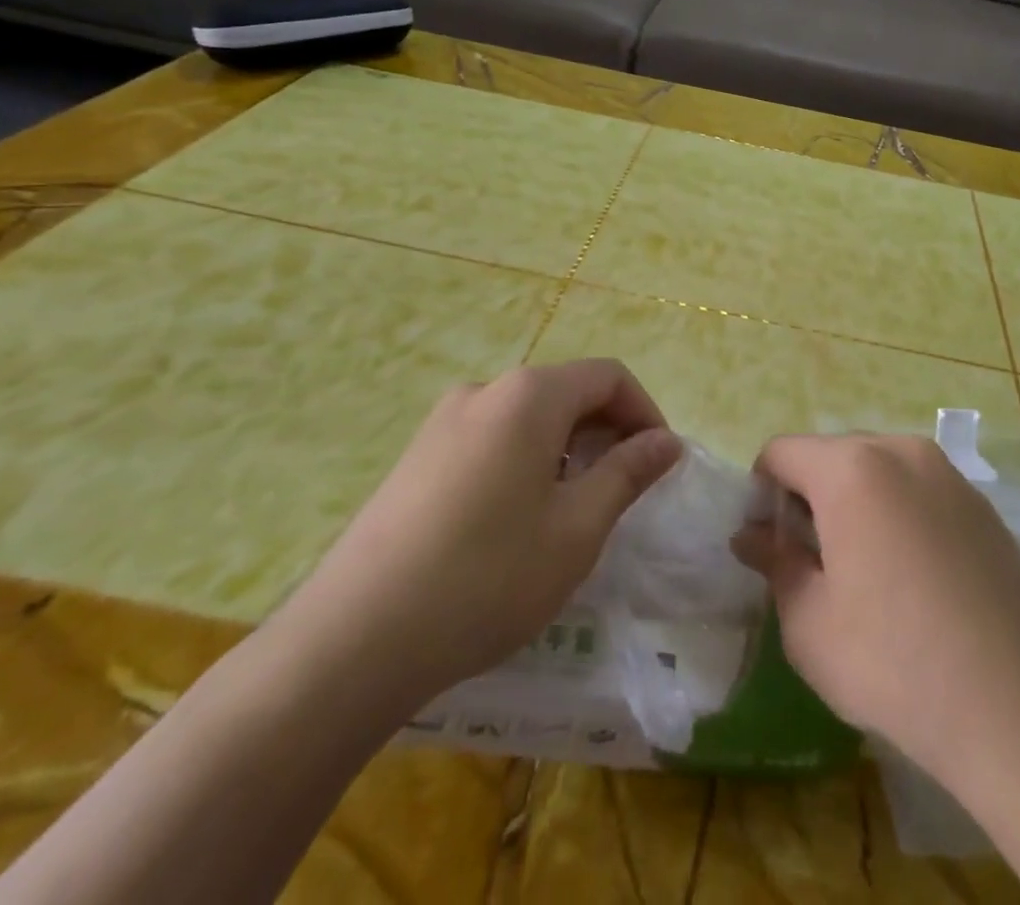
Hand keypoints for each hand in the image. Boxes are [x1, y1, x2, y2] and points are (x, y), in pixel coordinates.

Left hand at [270, 360, 681, 723]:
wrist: (351, 643)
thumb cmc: (487, 578)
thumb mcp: (577, 529)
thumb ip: (628, 473)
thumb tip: (667, 441)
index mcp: (529, 395)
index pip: (608, 376)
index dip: (645, 413)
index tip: (659, 464)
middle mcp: (484, 391)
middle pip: (567, 391)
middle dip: (606, 432)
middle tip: (621, 492)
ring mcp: (442, 423)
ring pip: (529, 418)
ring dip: (566, 450)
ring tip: (572, 512)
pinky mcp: (416, 457)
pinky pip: (491, 440)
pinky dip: (526, 462)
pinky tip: (517, 522)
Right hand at [735, 434, 1019, 786]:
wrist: (1015, 708)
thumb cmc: (893, 663)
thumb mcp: (809, 624)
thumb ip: (775, 563)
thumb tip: (751, 536)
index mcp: (851, 468)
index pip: (782, 452)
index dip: (762, 492)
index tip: (766, 544)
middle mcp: (901, 451)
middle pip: (831, 454)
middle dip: (808, 496)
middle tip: (810, 560)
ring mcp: (947, 473)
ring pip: (877, 468)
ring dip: (854, 502)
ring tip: (862, 569)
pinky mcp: (980, 503)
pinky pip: (918, 488)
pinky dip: (897, 511)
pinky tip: (911, 575)